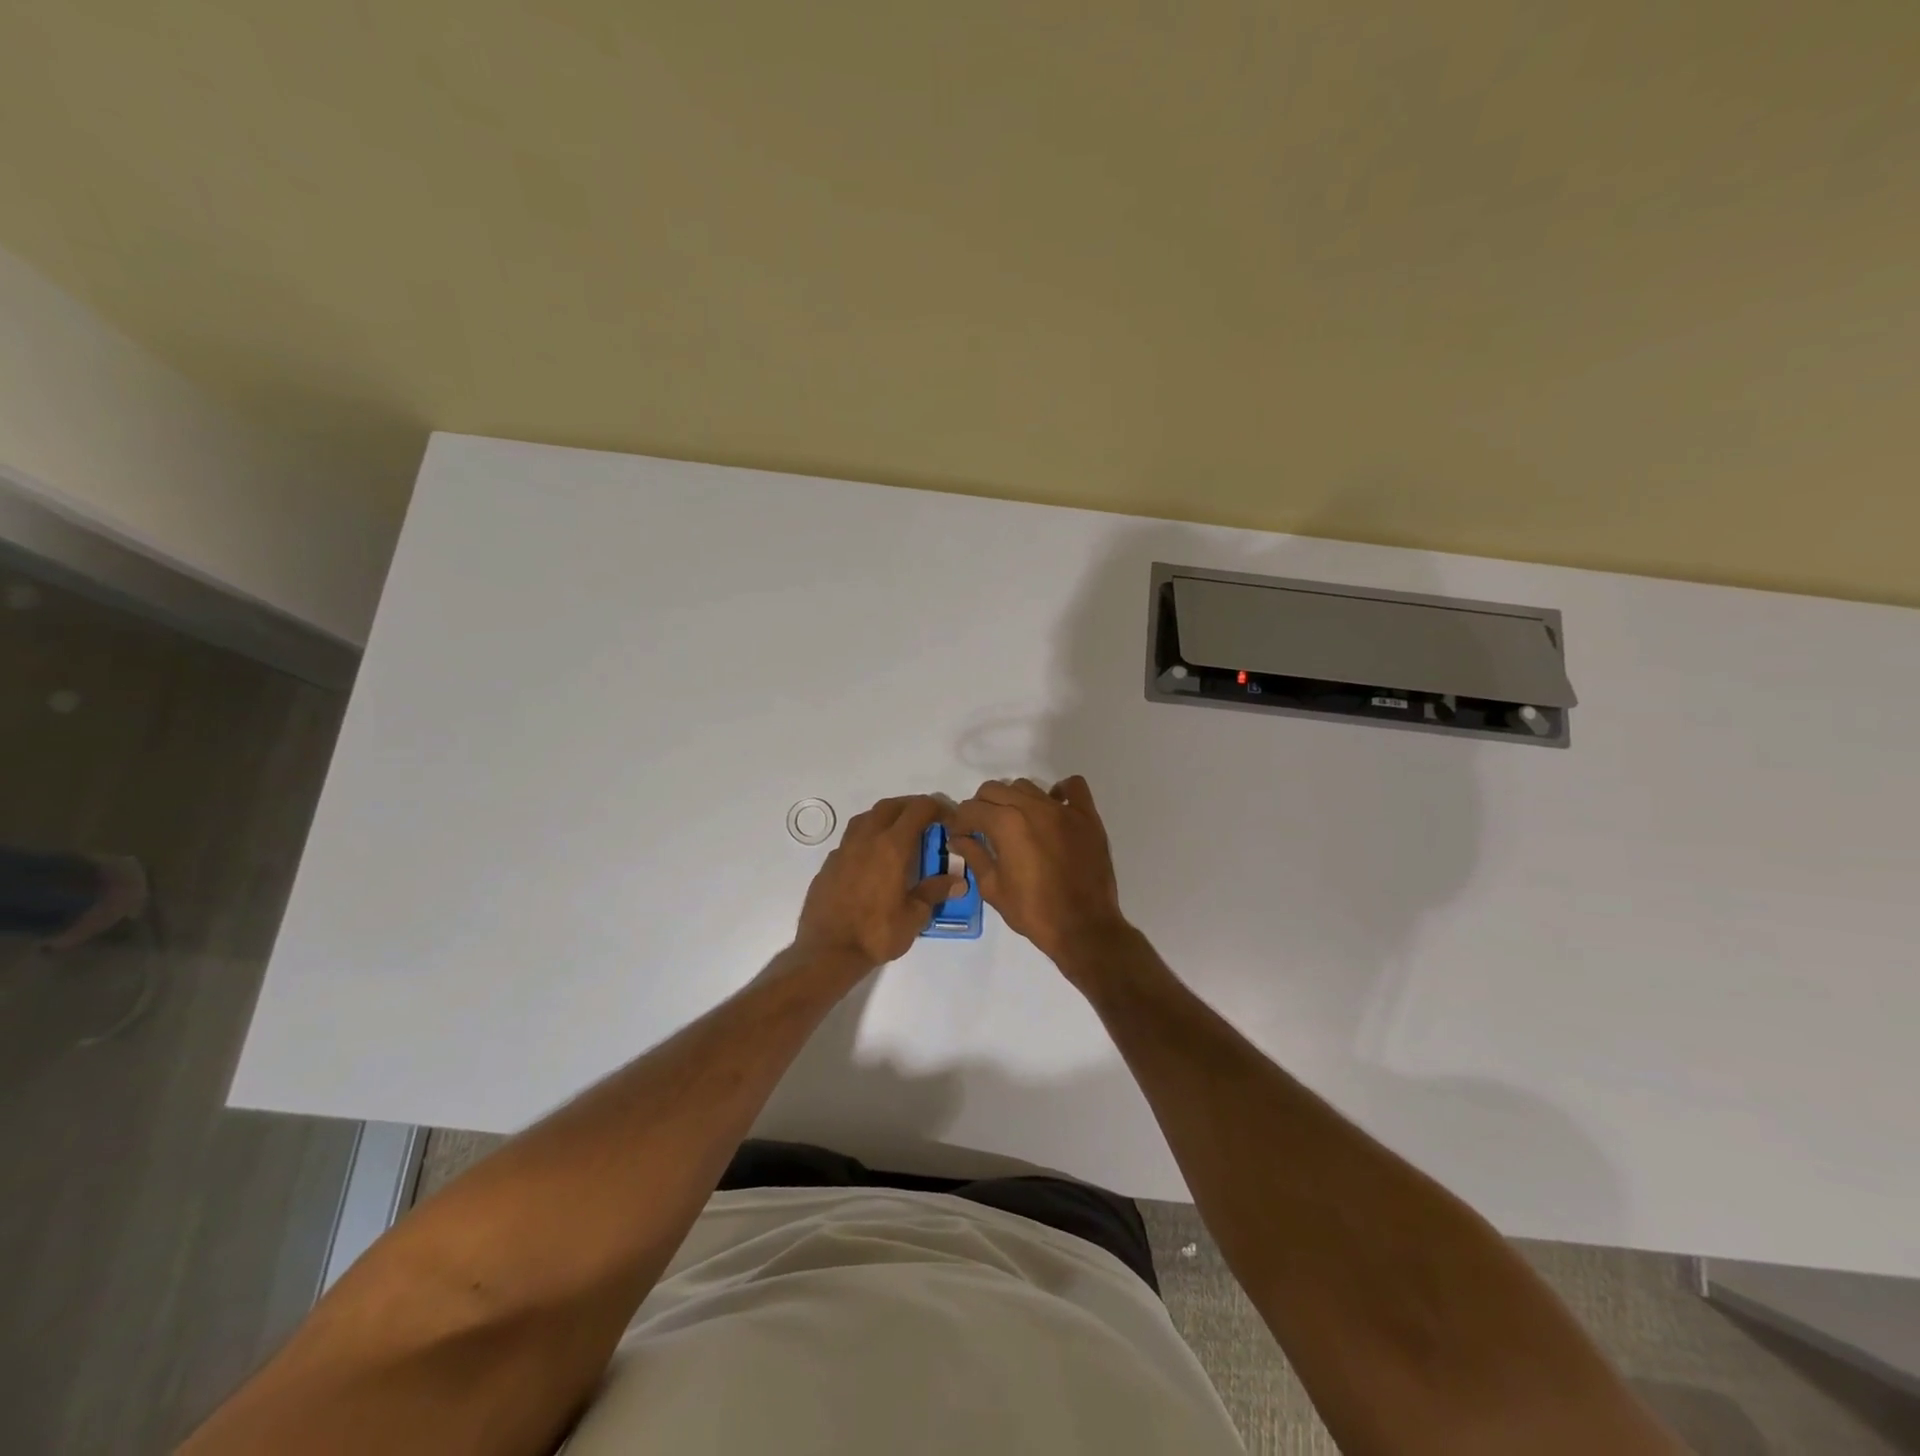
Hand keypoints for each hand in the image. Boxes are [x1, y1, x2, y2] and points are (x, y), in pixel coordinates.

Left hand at [794, 795, 966, 970]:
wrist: (827, 951)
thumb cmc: (876, 933)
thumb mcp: (914, 916)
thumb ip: (935, 892)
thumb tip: (958, 881)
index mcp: (892, 847)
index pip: (918, 809)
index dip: (937, 807)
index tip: (949, 819)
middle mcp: (866, 839)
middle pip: (890, 806)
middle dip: (911, 807)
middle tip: (926, 821)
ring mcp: (843, 850)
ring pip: (866, 818)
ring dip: (886, 817)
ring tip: (899, 834)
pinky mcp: (829, 864)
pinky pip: (851, 839)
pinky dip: (867, 838)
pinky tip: (872, 859)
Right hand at [947, 777, 1129, 971]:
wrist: (1083, 928)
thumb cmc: (1033, 911)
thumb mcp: (993, 888)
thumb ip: (974, 855)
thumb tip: (958, 838)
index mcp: (1006, 823)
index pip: (971, 808)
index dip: (959, 822)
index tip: (959, 835)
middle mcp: (1032, 807)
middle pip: (995, 790)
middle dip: (982, 807)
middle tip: (983, 830)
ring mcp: (1063, 809)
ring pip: (1028, 787)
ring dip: (1014, 800)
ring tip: (1016, 823)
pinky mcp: (1087, 816)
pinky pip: (1073, 787)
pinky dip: (1060, 792)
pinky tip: (1053, 809)